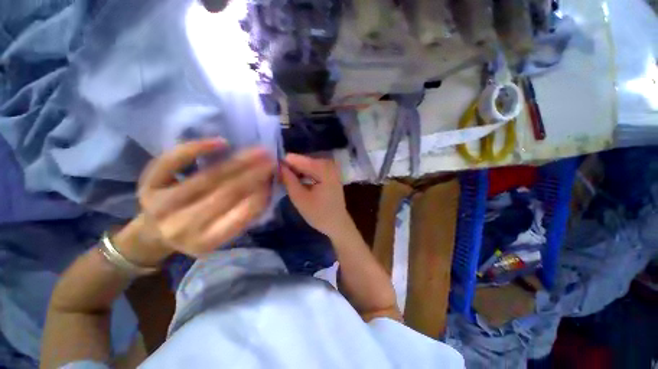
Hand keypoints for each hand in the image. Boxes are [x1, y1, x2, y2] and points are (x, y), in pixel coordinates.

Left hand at [114, 140, 275, 264]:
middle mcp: (182, 227)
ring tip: (258, 151)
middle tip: (272, 160)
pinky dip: (196, 149)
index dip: (261, 195)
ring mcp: (162, 205)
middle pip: (226, 194)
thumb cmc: (196, 234)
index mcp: (206, 242)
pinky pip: (172, 162)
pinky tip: (221, 143)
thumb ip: (244, 215)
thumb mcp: (222, 234)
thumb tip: (267, 188)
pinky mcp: (147, 186)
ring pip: (207, 178)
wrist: (153, 235)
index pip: (240, 216)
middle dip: (254, 174)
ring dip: (237, 162)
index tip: (274, 178)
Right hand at [280, 153, 352, 237]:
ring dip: (295, 173)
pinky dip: (303, 175)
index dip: (283, 165)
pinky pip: (312, 169)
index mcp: (323, 168)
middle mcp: (328, 163)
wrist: (338, 224)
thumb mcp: (300, 198)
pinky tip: (296, 183)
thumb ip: (288, 180)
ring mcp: (330, 168)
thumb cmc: (319, 214)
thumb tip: (278, 166)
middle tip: (278, 180)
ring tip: (285, 183)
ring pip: (306, 165)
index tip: (273, 174)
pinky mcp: (329, 173)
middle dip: (289, 169)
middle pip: (302, 161)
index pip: (296, 159)